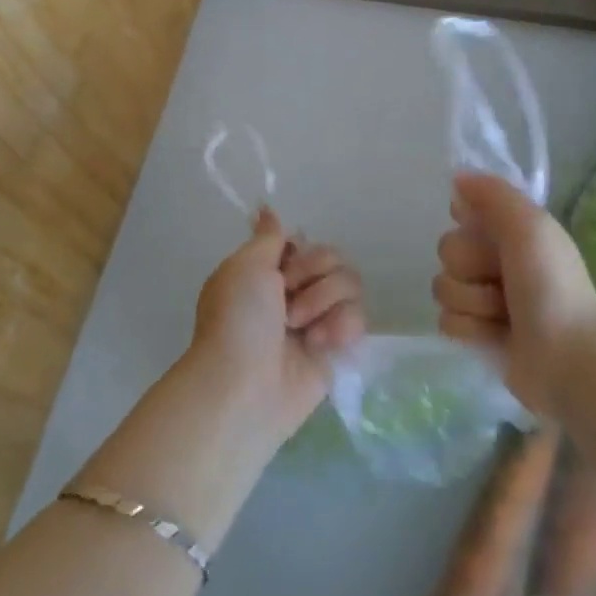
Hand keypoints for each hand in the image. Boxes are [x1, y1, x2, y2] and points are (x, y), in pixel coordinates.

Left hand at [190, 207, 365, 443]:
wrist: (245, 387)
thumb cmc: (238, 320)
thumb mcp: (245, 265)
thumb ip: (267, 236)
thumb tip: (265, 207)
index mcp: (269, 272)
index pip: (304, 243)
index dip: (300, 252)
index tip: (284, 265)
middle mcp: (295, 293)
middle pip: (333, 258)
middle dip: (314, 274)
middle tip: (289, 300)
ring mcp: (318, 320)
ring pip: (350, 284)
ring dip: (325, 301)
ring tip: (301, 327)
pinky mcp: (337, 349)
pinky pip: (358, 318)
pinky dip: (341, 327)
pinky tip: (320, 344)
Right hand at [432, 171, 595, 415]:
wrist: (568, 360)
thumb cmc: (551, 287)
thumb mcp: (530, 226)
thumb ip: (493, 194)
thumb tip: (457, 178)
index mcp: (512, 232)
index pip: (464, 212)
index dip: (469, 223)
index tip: (484, 233)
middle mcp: (496, 260)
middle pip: (447, 249)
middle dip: (470, 267)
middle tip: (502, 281)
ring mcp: (485, 299)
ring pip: (443, 286)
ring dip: (472, 301)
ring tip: (503, 314)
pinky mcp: (477, 333)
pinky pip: (446, 320)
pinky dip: (469, 328)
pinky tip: (494, 335)